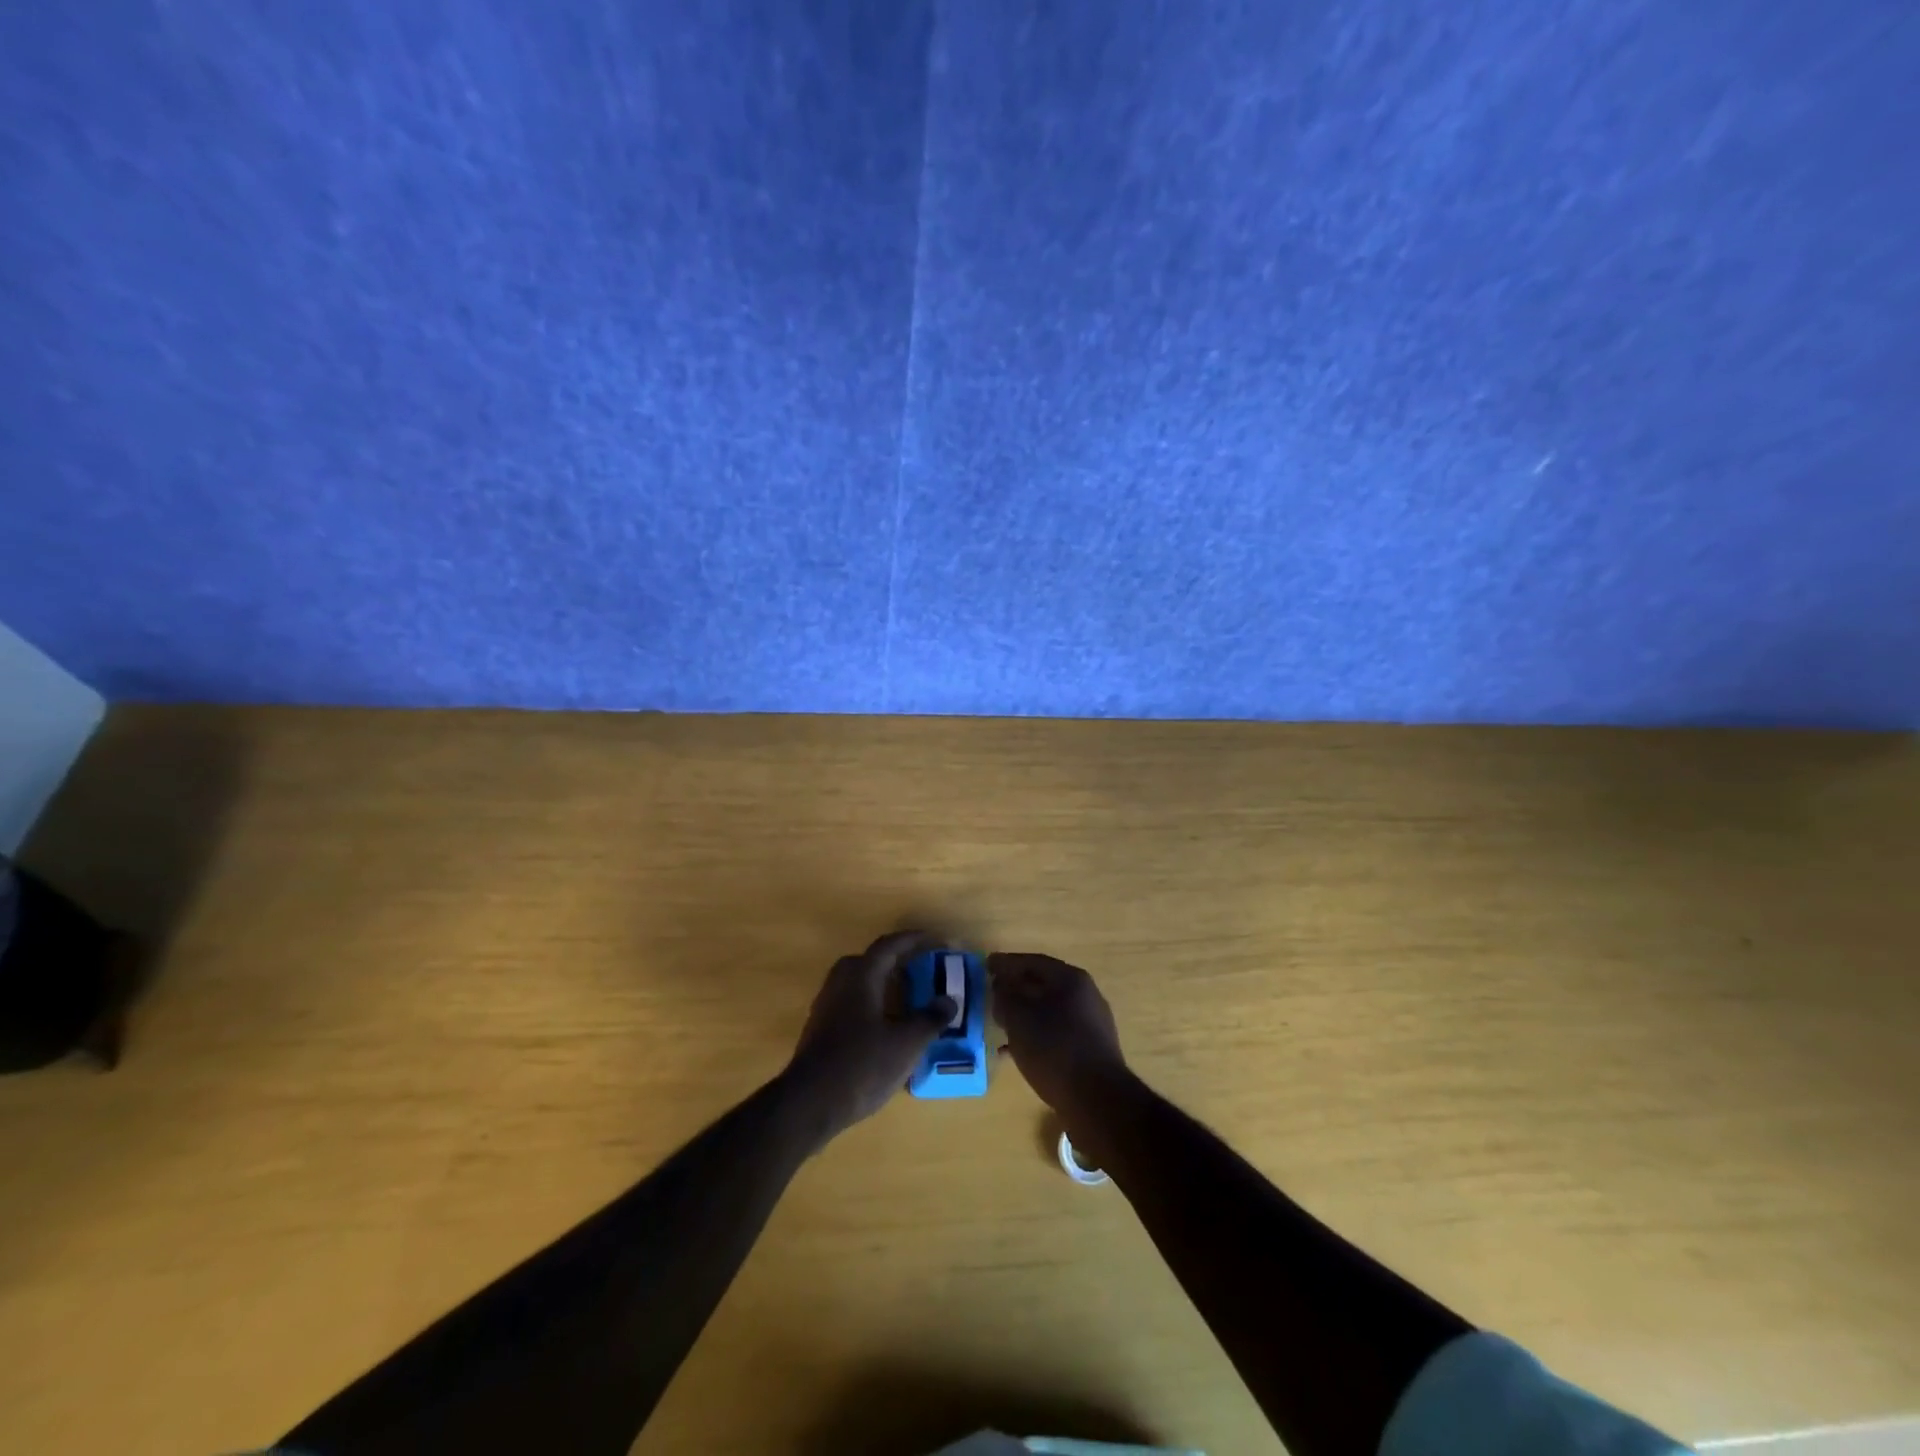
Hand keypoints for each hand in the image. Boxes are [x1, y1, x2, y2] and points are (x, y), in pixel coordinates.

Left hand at [785, 931, 952, 1139]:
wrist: (810, 1103)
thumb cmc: (862, 1064)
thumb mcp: (906, 1043)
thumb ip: (930, 1019)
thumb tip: (949, 1000)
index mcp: (861, 976)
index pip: (889, 946)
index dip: (914, 940)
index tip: (936, 939)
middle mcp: (840, 983)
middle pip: (870, 961)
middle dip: (896, 961)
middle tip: (920, 969)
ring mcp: (826, 1006)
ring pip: (858, 983)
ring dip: (883, 984)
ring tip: (907, 999)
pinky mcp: (820, 1030)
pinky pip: (851, 1003)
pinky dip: (872, 1005)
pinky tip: (886, 1027)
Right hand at [987, 952, 1126, 1116]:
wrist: (1096, 1099)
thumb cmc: (1054, 1049)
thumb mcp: (1018, 1018)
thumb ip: (1005, 996)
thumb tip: (1002, 987)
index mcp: (1071, 979)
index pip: (1033, 961)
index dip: (1006, 963)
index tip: (986, 966)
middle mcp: (1086, 995)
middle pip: (1044, 984)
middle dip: (1016, 989)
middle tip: (993, 994)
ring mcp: (1093, 1023)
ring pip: (1050, 1010)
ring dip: (1025, 1014)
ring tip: (1001, 1025)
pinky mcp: (1093, 1049)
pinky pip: (1058, 1032)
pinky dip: (1037, 1035)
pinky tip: (1018, 1052)